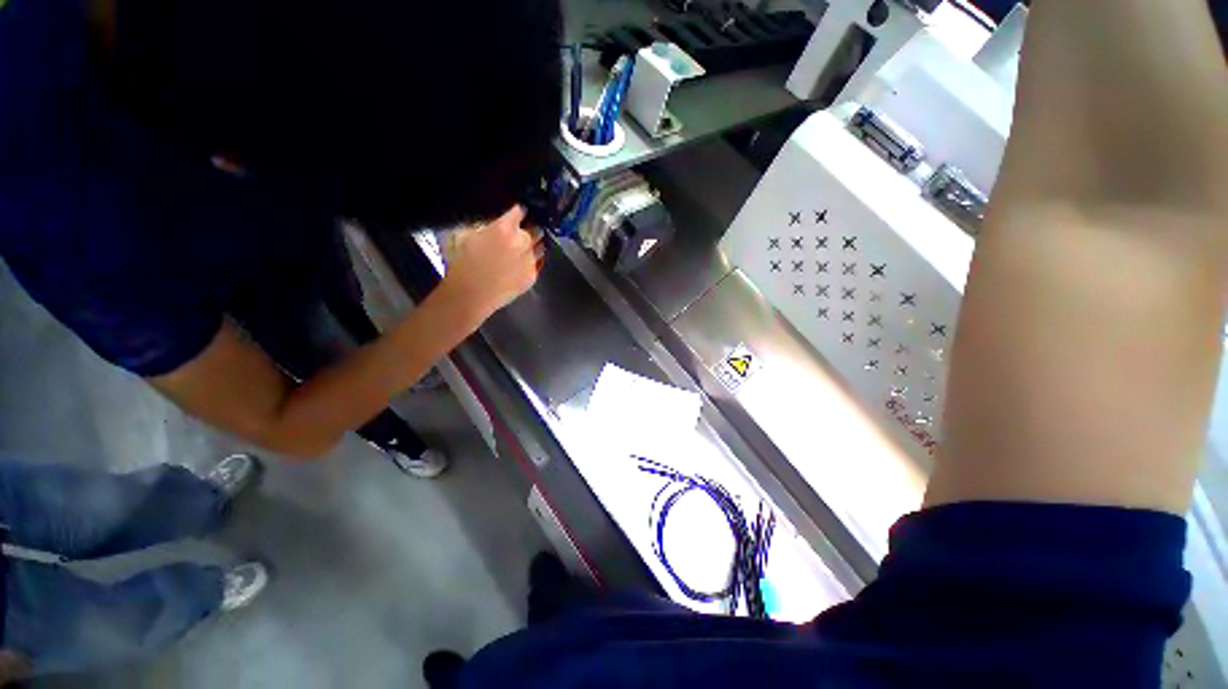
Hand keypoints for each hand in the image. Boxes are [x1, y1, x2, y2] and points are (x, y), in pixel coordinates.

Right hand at [439, 205, 543, 322]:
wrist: (470, 295)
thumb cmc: (462, 263)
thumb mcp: (466, 233)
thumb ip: (486, 224)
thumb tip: (497, 220)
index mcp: (505, 227)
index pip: (520, 210)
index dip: (518, 211)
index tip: (516, 213)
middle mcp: (523, 241)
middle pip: (535, 228)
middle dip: (529, 228)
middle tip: (519, 233)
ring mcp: (530, 260)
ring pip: (541, 245)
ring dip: (534, 244)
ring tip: (524, 248)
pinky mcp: (533, 276)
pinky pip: (539, 263)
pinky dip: (534, 260)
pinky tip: (524, 263)